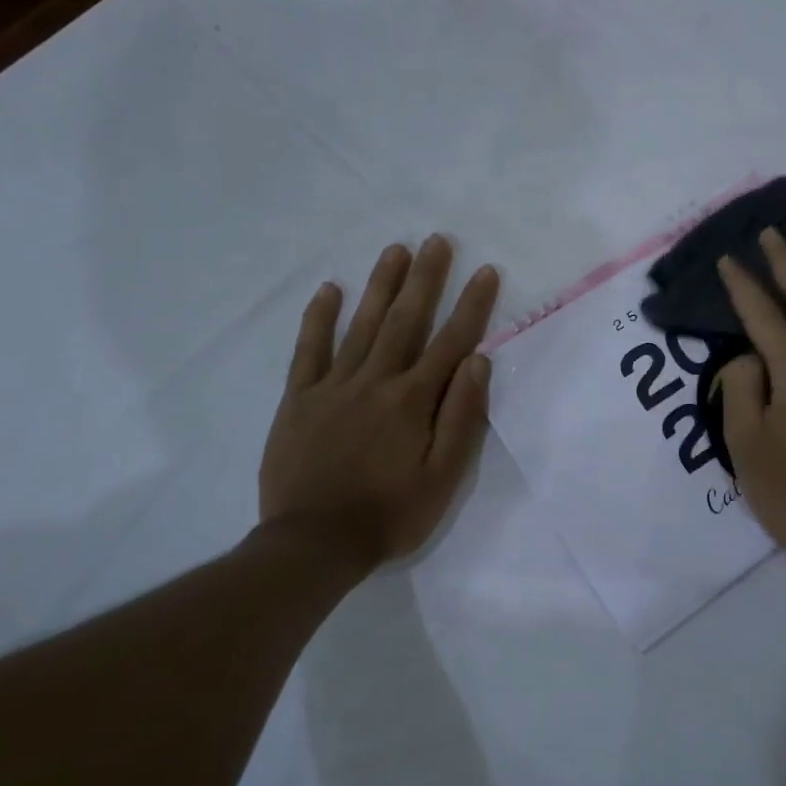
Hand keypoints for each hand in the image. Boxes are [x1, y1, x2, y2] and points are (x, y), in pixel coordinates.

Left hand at [259, 235, 500, 566]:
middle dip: (425, 278)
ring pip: (362, 325)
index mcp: (414, 401)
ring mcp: (333, 386)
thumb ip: (462, 417)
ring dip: (381, 285)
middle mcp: (376, 382)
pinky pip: (309, 350)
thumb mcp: (443, 477)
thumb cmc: (390, 514)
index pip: (451, 342)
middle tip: (437, 240)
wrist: (313, 544)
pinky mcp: (299, 399)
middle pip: (405, 320)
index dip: (472, 305)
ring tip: (396, 250)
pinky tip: (330, 289)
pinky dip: (319, 318)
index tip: (485, 271)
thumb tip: (478, 361)